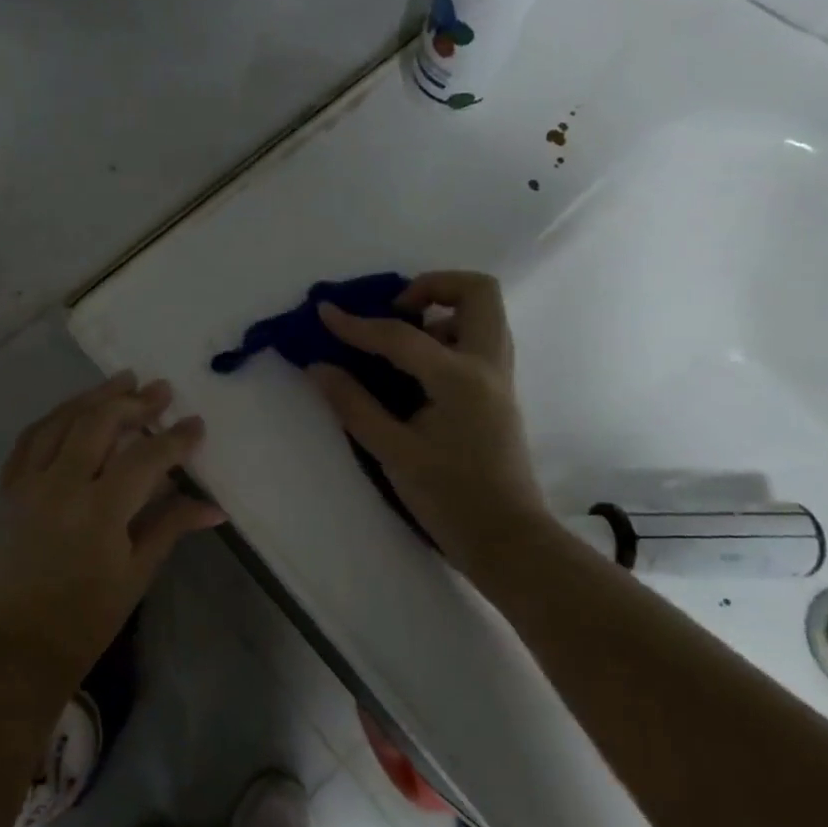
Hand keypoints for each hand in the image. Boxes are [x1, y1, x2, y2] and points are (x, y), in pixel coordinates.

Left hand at [0, 373, 225, 684]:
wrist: (22, 644)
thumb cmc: (88, 616)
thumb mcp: (138, 573)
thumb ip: (172, 527)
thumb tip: (214, 507)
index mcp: (99, 512)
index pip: (145, 458)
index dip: (175, 439)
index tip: (196, 423)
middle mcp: (60, 486)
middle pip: (98, 424)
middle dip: (134, 402)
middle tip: (160, 390)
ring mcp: (28, 484)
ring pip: (61, 421)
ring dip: (93, 397)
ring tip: (122, 381)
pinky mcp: (8, 489)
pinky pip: (29, 439)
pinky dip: (54, 418)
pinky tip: (73, 410)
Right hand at [307, 271, 551, 560]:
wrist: (509, 540)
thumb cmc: (450, 498)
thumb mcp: (393, 452)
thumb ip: (354, 404)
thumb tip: (319, 367)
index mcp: (459, 378)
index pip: (400, 335)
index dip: (357, 324)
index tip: (326, 312)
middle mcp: (488, 365)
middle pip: (477, 291)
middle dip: (432, 286)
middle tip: (394, 311)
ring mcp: (500, 377)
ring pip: (483, 314)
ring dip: (442, 311)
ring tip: (401, 342)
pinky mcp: (499, 392)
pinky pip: (478, 341)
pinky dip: (448, 336)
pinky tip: (416, 371)